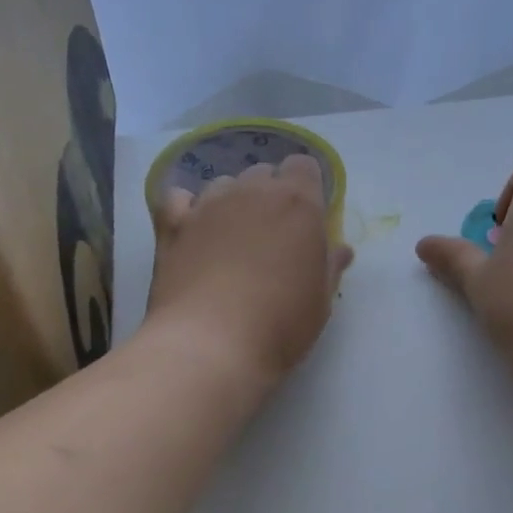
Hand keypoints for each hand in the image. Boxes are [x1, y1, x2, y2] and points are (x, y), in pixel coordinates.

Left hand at [145, 155, 354, 387]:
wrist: (211, 345)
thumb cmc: (280, 326)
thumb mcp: (320, 302)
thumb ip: (329, 267)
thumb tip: (340, 249)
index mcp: (298, 203)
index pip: (304, 167)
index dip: (306, 188)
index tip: (306, 221)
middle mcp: (252, 191)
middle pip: (263, 174)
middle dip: (268, 197)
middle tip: (270, 239)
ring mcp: (208, 205)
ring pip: (223, 185)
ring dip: (231, 203)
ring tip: (230, 242)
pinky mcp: (172, 224)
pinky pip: (179, 199)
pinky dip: (186, 209)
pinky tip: (190, 232)